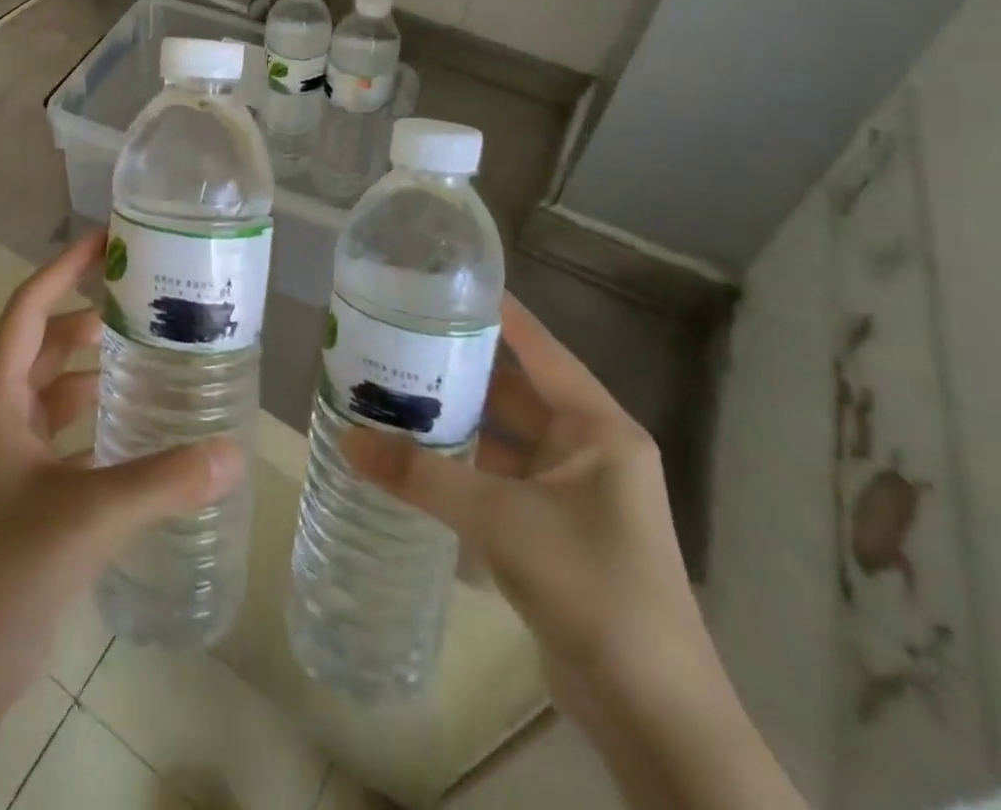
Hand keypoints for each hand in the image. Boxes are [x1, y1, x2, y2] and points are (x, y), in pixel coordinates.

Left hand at [0, 228, 243, 704]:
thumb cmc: (6, 570)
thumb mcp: (87, 516)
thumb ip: (161, 482)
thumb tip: (232, 453)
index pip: (29, 310)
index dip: (64, 269)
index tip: (106, 241)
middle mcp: (1, 413)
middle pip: (44, 342)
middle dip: (86, 312)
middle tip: (142, 295)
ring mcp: (12, 451)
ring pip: (54, 386)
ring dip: (91, 362)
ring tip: (147, 348)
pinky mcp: (28, 485)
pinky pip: (65, 427)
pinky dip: (95, 411)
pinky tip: (136, 419)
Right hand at [341, 294, 705, 727]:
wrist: (654, 717)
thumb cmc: (592, 588)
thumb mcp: (500, 521)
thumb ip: (422, 477)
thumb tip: (347, 440)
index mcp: (597, 429)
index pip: (540, 348)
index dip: (497, 312)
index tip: (445, 282)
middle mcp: (588, 450)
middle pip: (513, 392)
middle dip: (458, 369)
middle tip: (396, 339)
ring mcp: (572, 493)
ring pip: (502, 438)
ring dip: (454, 422)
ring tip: (391, 391)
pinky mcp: (553, 531)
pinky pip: (498, 479)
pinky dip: (460, 467)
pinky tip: (412, 456)